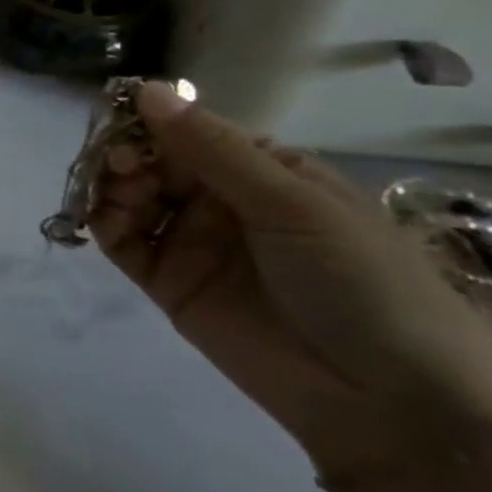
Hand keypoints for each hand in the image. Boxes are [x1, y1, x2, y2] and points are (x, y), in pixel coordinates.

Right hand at [89, 83, 491, 475]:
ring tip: (116, 195)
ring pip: (129, 197)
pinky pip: (122, 241)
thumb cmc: (361, 282)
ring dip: (110, 186)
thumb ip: (212, 149)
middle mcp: (221, 201)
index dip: (151, 122)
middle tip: (118, 165)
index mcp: (263, 172)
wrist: (391, 402)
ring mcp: (192, 241)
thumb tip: (146, 88)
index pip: (190, 131)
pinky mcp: (167, 281)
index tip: (120, 120)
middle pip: (152, 161)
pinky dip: (102, 223)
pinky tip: (100, 219)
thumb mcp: (293, 204)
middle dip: (126, 155)